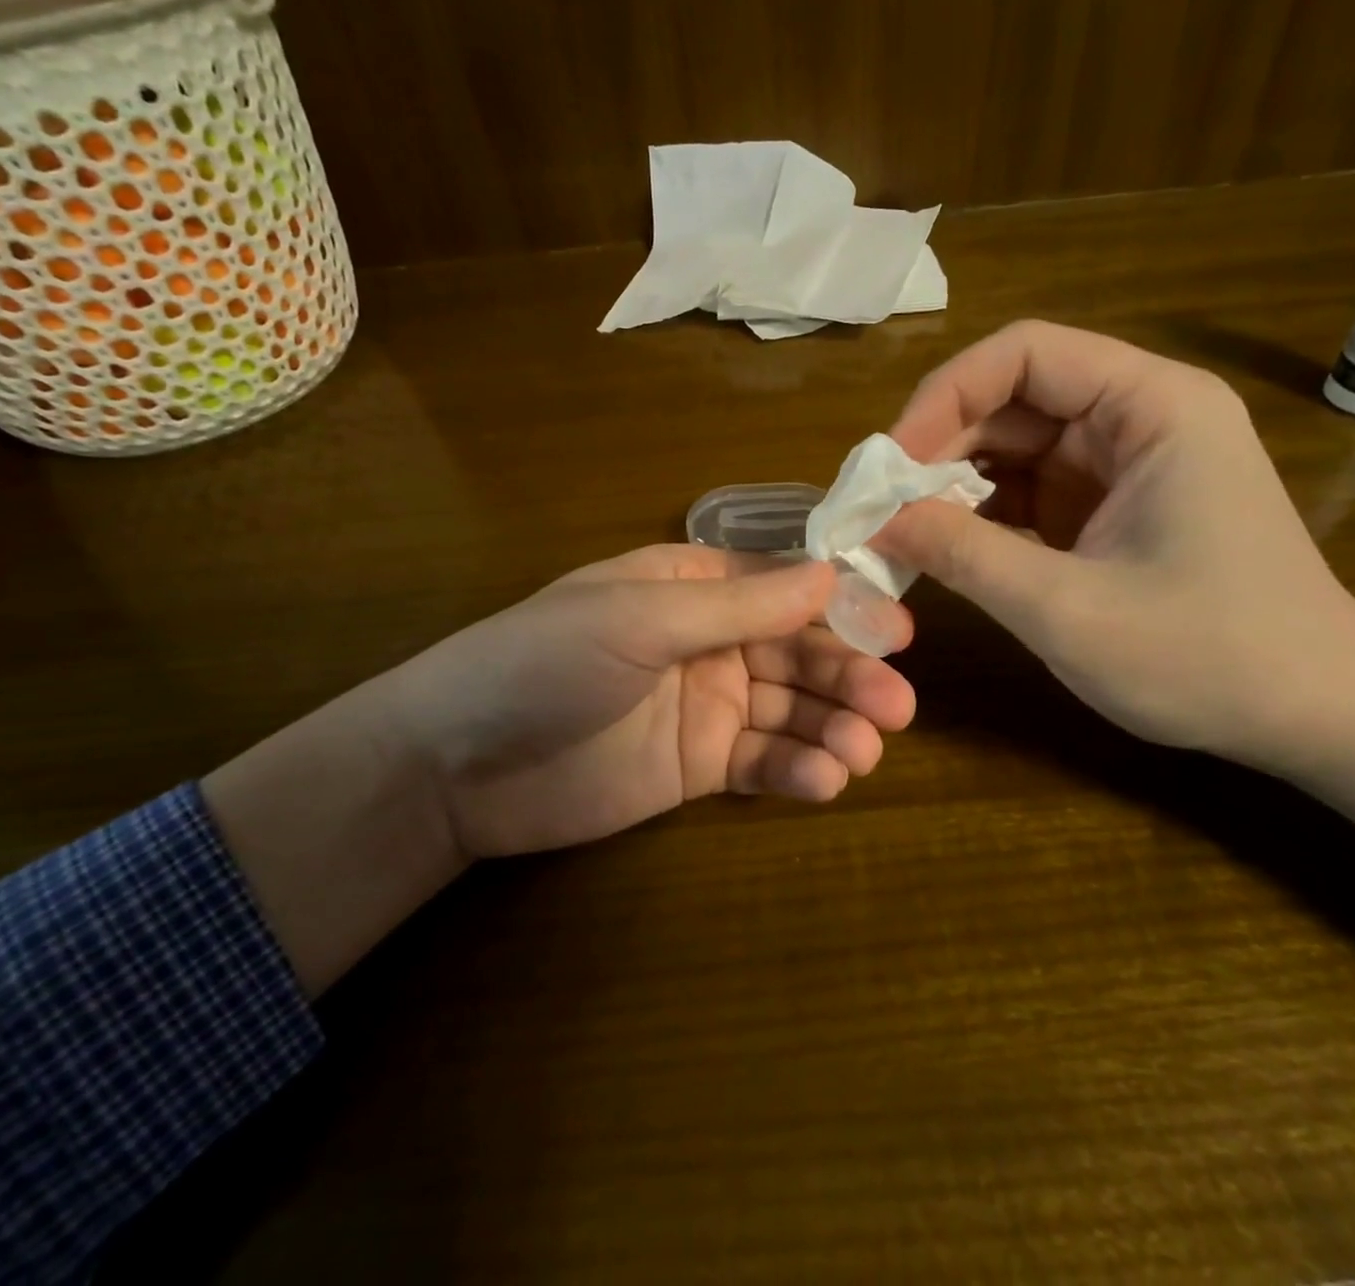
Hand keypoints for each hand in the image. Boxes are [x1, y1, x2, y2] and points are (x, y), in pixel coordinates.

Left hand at [376, 545, 916, 860]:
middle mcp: (709, 640)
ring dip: (833, 727)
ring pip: (789, 710)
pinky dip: (797, 769)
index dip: (841, 606)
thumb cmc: (543, 663)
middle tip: (897, 707)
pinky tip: (825, 780)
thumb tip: (831, 573)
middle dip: (847, 676)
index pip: (784, 586)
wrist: (457, 766)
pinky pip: (762, 761)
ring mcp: (706, 704)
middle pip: (797, 652)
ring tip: (865, 752)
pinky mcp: (698, 766)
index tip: (896, 632)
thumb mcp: (640, 620)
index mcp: (692, 586)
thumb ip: (737, 604)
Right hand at [876, 320, 1354, 768]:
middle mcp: (1139, 417)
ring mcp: (1126, 465)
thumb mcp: (1067, 609)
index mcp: (1151, 407)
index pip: (1023, 354)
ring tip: (900, 532)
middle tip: (878, 507)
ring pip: (1014, 448)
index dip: (943, 397)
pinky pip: (1029, 492)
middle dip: (938, 448)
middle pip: (1012, 400)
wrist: (1318, 717)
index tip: (889, 463)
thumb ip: (964, 554)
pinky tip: (945, 549)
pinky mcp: (1113, 508)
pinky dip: (982, 517)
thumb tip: (875, 519)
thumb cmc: (1209, 658)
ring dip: (953, 486)